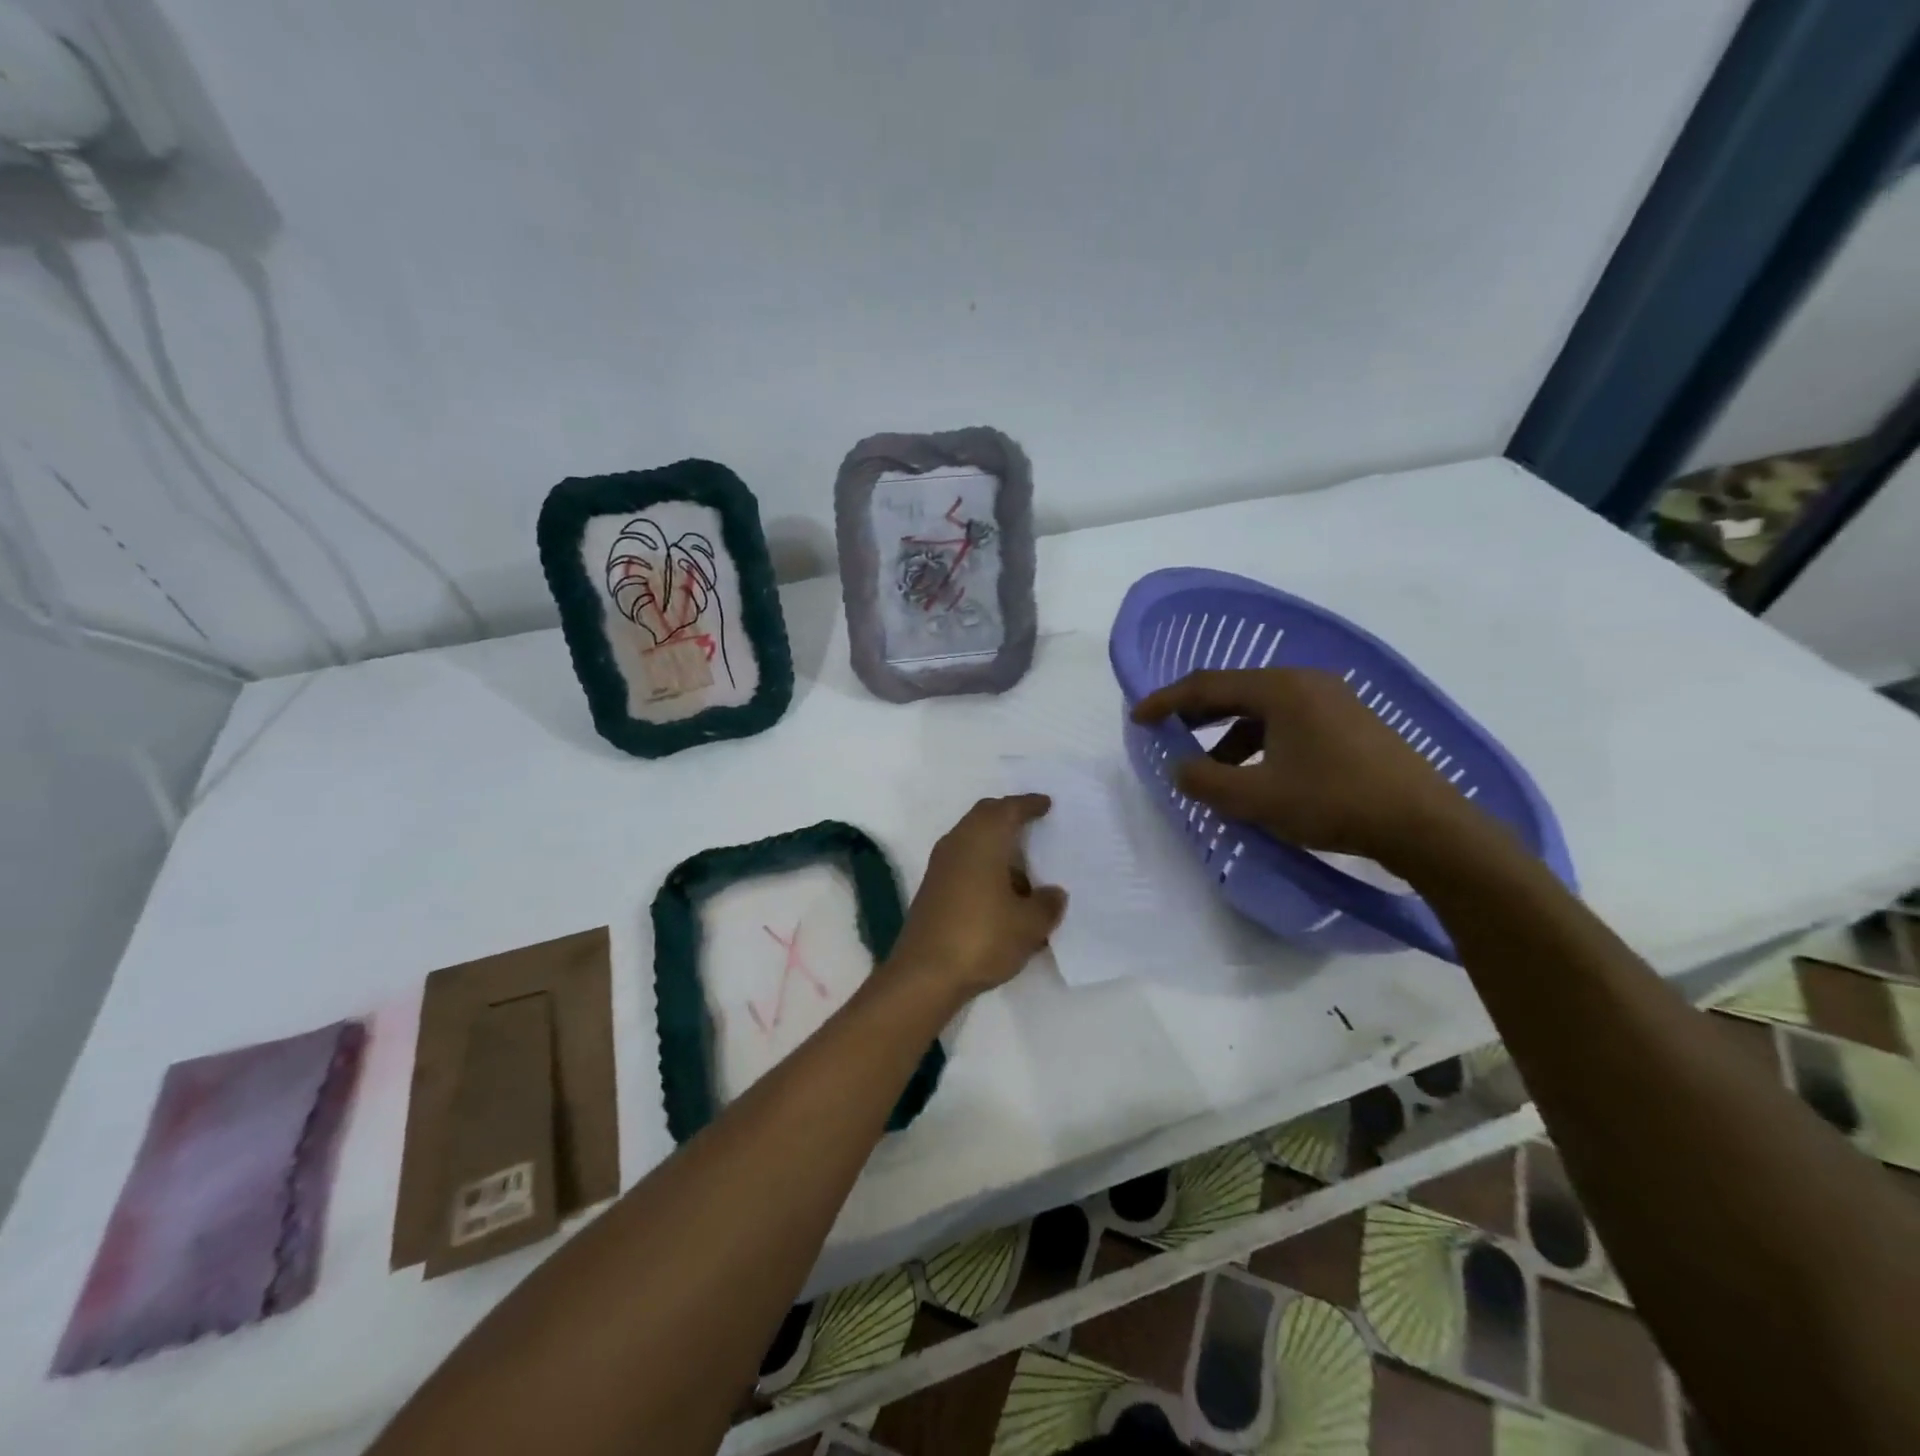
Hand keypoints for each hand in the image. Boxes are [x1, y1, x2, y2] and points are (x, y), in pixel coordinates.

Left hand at [888, 796, 1067, 1000]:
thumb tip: (1053, 893)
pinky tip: (1001, 891)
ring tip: (1023, 865)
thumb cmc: (982, 936)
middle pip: (985, 817)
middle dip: (1008, 816)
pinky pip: (964, 862)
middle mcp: (958, 843)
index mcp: (983, 838)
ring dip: (995, 845)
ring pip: (972, 840)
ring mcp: (940, 866)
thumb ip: (1047, 904)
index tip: (1046, 804)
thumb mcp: (1029, 924)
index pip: (1008, 809)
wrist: (925, 974)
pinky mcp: (933, 889)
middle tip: (1033, 823)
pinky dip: (984, 865)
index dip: (1029, 804)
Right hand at [1130, 668, 1483, 869]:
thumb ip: (1206, 782)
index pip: (1208, 685)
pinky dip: (1261, 742)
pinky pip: (1290, 722)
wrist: (1427, 826)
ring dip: (1230, 734)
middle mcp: (1307, 683)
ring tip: (1213, 768)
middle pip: (1236, 690)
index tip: (1137, 718)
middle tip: (1167, 732)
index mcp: (1282, 689)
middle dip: (1197, 713)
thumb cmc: (1335, 802)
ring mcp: (1335, 701)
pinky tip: (1260, 774)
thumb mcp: (1258, 798)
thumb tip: (1180, 768)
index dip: (1166, 701)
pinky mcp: (1352, 724)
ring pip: (1264, 709)